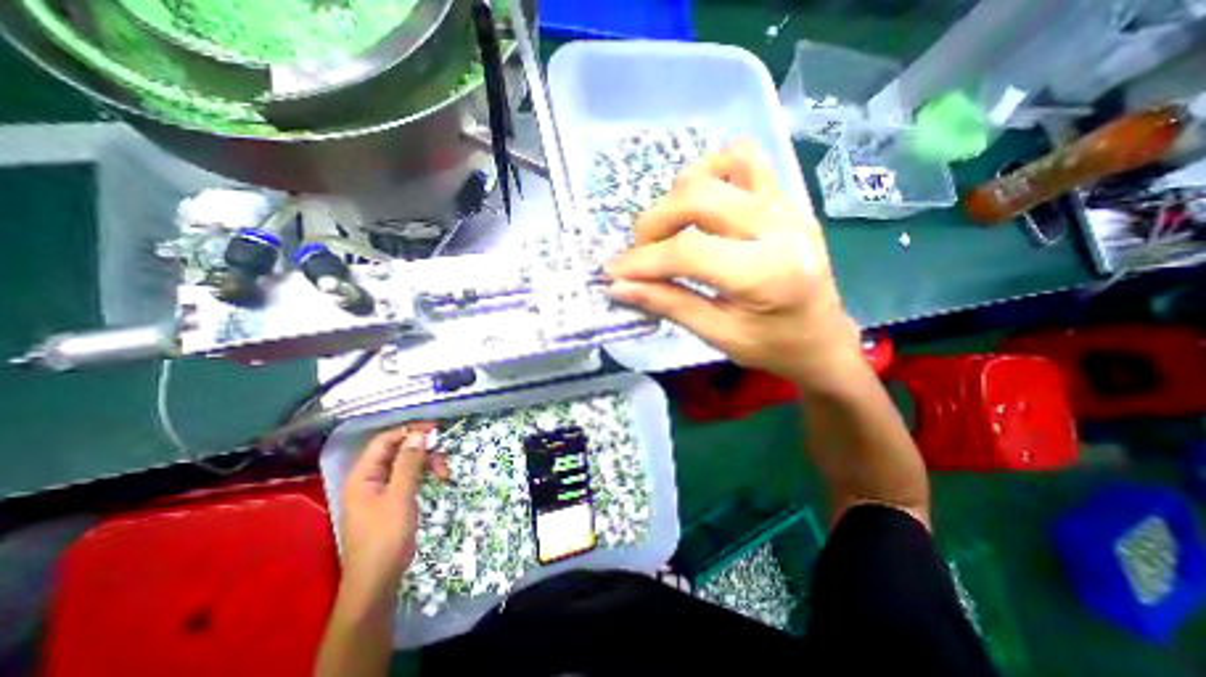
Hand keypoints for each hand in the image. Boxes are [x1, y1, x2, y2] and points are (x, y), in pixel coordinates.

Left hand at [338, 426, 447, 587]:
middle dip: (423, 451)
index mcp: (362, 475)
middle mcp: (368, 478)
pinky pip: (407, 477)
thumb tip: (419, 434)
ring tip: (444, 476)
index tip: (437, 430)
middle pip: (397, 450)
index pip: (385, 440)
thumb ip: (409, 463)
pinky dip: (423, 475)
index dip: (410, 431)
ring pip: (405, 463)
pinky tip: (436, 482)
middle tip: (443, 462)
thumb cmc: (386, 537)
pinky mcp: (388, 500)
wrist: (377, 581)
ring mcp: (378, 490)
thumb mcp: (401, 496)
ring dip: (426, 464)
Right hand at [608, 136, 862, 391]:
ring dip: (679, 194)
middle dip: (654, 223)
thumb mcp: (718, 335)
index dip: (643, 260)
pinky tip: (702, 203)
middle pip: (698, 197)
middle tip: (640, 252)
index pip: (689, 251)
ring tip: (670, 228)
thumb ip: (668, 304)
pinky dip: (712, 172)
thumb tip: (618, 287)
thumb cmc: (773, 346)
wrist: (823, 336)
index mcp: (767, 274)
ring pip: (718, 167)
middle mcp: (780, 227)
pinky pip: (745, 159)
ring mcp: (787, 204)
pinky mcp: (786, 197)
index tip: (614, 272)